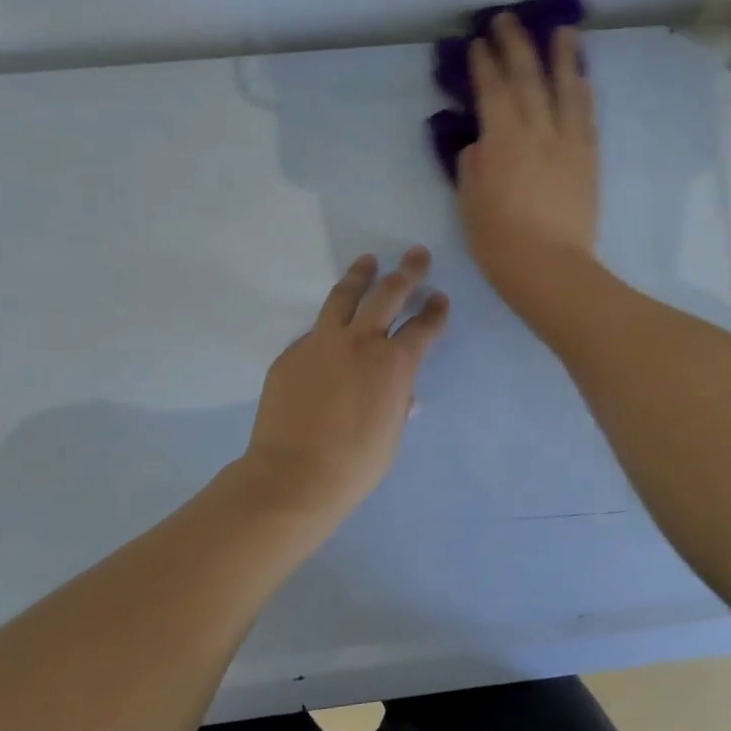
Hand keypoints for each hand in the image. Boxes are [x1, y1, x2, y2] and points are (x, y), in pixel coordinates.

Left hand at [243, 247, 449, 521]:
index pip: (422, 328)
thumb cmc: (355, 463)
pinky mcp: (291, 353)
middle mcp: (360, 342)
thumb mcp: (390, 433)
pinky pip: (315, 332)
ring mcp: (321, 343)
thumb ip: (397, 403)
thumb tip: (403, 394)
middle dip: (407, 272)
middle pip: (388, 295)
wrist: (294, 475)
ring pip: (344, 297)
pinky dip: (329, 326)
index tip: (439, 299)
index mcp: (394, 364)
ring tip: (368, 261)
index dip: (435, 312)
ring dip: (360, 276)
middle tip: (416, 255)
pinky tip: (331, 330)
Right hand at [457, 12, 599, 318]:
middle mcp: (536, 132)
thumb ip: (474, 167)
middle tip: (507, 20)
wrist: (550, 269)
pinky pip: (586, 116)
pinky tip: (582, 77)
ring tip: (562, 30)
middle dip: (515, 46)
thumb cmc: (499, 243)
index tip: (477, 43)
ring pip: (565, 89)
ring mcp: (567, 143)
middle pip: (527, 79)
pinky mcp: (588, 159)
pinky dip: (583, 92)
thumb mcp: (470, 204)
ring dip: (562, 56)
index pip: (491, 92)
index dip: (483, 65)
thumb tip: (481, 145)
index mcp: (501, 142)